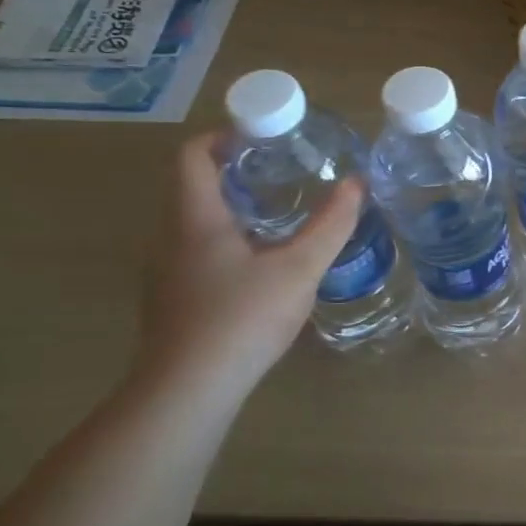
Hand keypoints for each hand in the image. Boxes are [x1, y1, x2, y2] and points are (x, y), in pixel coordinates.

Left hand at [133, 133, 363, 401]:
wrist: (189, 390)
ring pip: (198, 223)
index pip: (193, 156)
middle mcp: (171, 238)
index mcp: (195, 219)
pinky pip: (199, 252)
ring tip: (284, 213)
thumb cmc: (242, 318)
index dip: (224, 136)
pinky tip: (265, 263)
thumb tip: (358, 182)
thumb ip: (331, 224)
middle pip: (195, 187)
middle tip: (287, 171)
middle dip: (239, 172)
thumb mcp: (299, 268)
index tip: (264, 134)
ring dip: (236, 209)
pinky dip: (230, 240)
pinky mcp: (174, 300)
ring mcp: (168, 272)